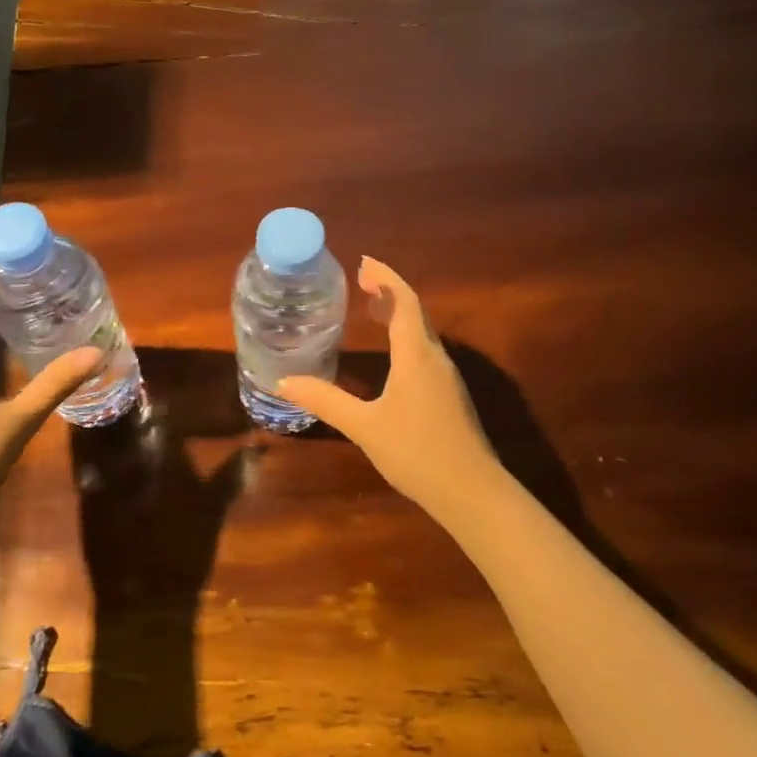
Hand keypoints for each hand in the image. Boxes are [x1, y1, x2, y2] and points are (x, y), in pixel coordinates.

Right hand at [279, 257, 501, 513]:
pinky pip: (426, 352)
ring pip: (423, 333)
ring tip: (372, 311)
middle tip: (362, 283)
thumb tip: (284, 382)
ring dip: (399, 315)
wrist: (473, 493)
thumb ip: (325, 401)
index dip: (385, 277)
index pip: (404, 301)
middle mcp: (436, 358)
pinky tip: (392, 357)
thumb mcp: (364, 427)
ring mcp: (447, 378)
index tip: (363, 263)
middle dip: (389, 292)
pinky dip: (405, 338)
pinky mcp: (450, 397)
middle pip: (415, 312)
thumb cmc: (416, 452)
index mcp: (416, 355)